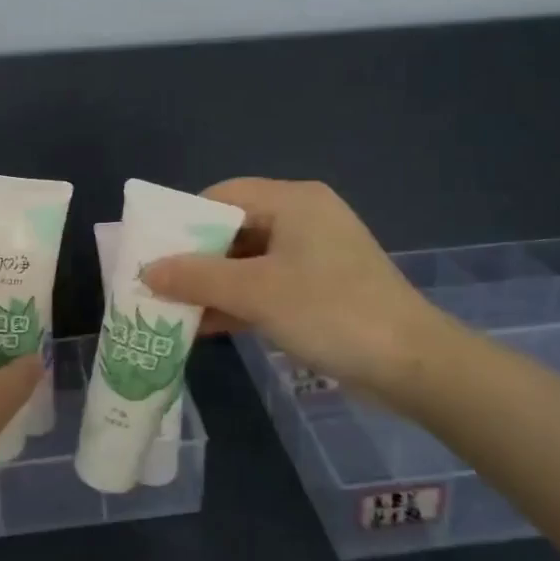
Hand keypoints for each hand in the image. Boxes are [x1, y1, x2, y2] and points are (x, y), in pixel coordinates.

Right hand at [142, 178, 445, 394]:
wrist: (412, 365)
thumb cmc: (331, 312)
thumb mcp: (256, 293)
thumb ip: (197, 278)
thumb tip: (147, 270)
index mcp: (293, 201)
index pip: (224, 195)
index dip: (183, 221)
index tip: (152, 250)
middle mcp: (304, 218)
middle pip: (235, 228)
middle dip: (195, 259)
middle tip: (156, 284)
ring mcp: (315, 255)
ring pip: (249, 261)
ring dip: (214, 285)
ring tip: (172, 310)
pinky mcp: (321, 288)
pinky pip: (268, 285)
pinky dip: (239, 301)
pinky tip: (206, 326)